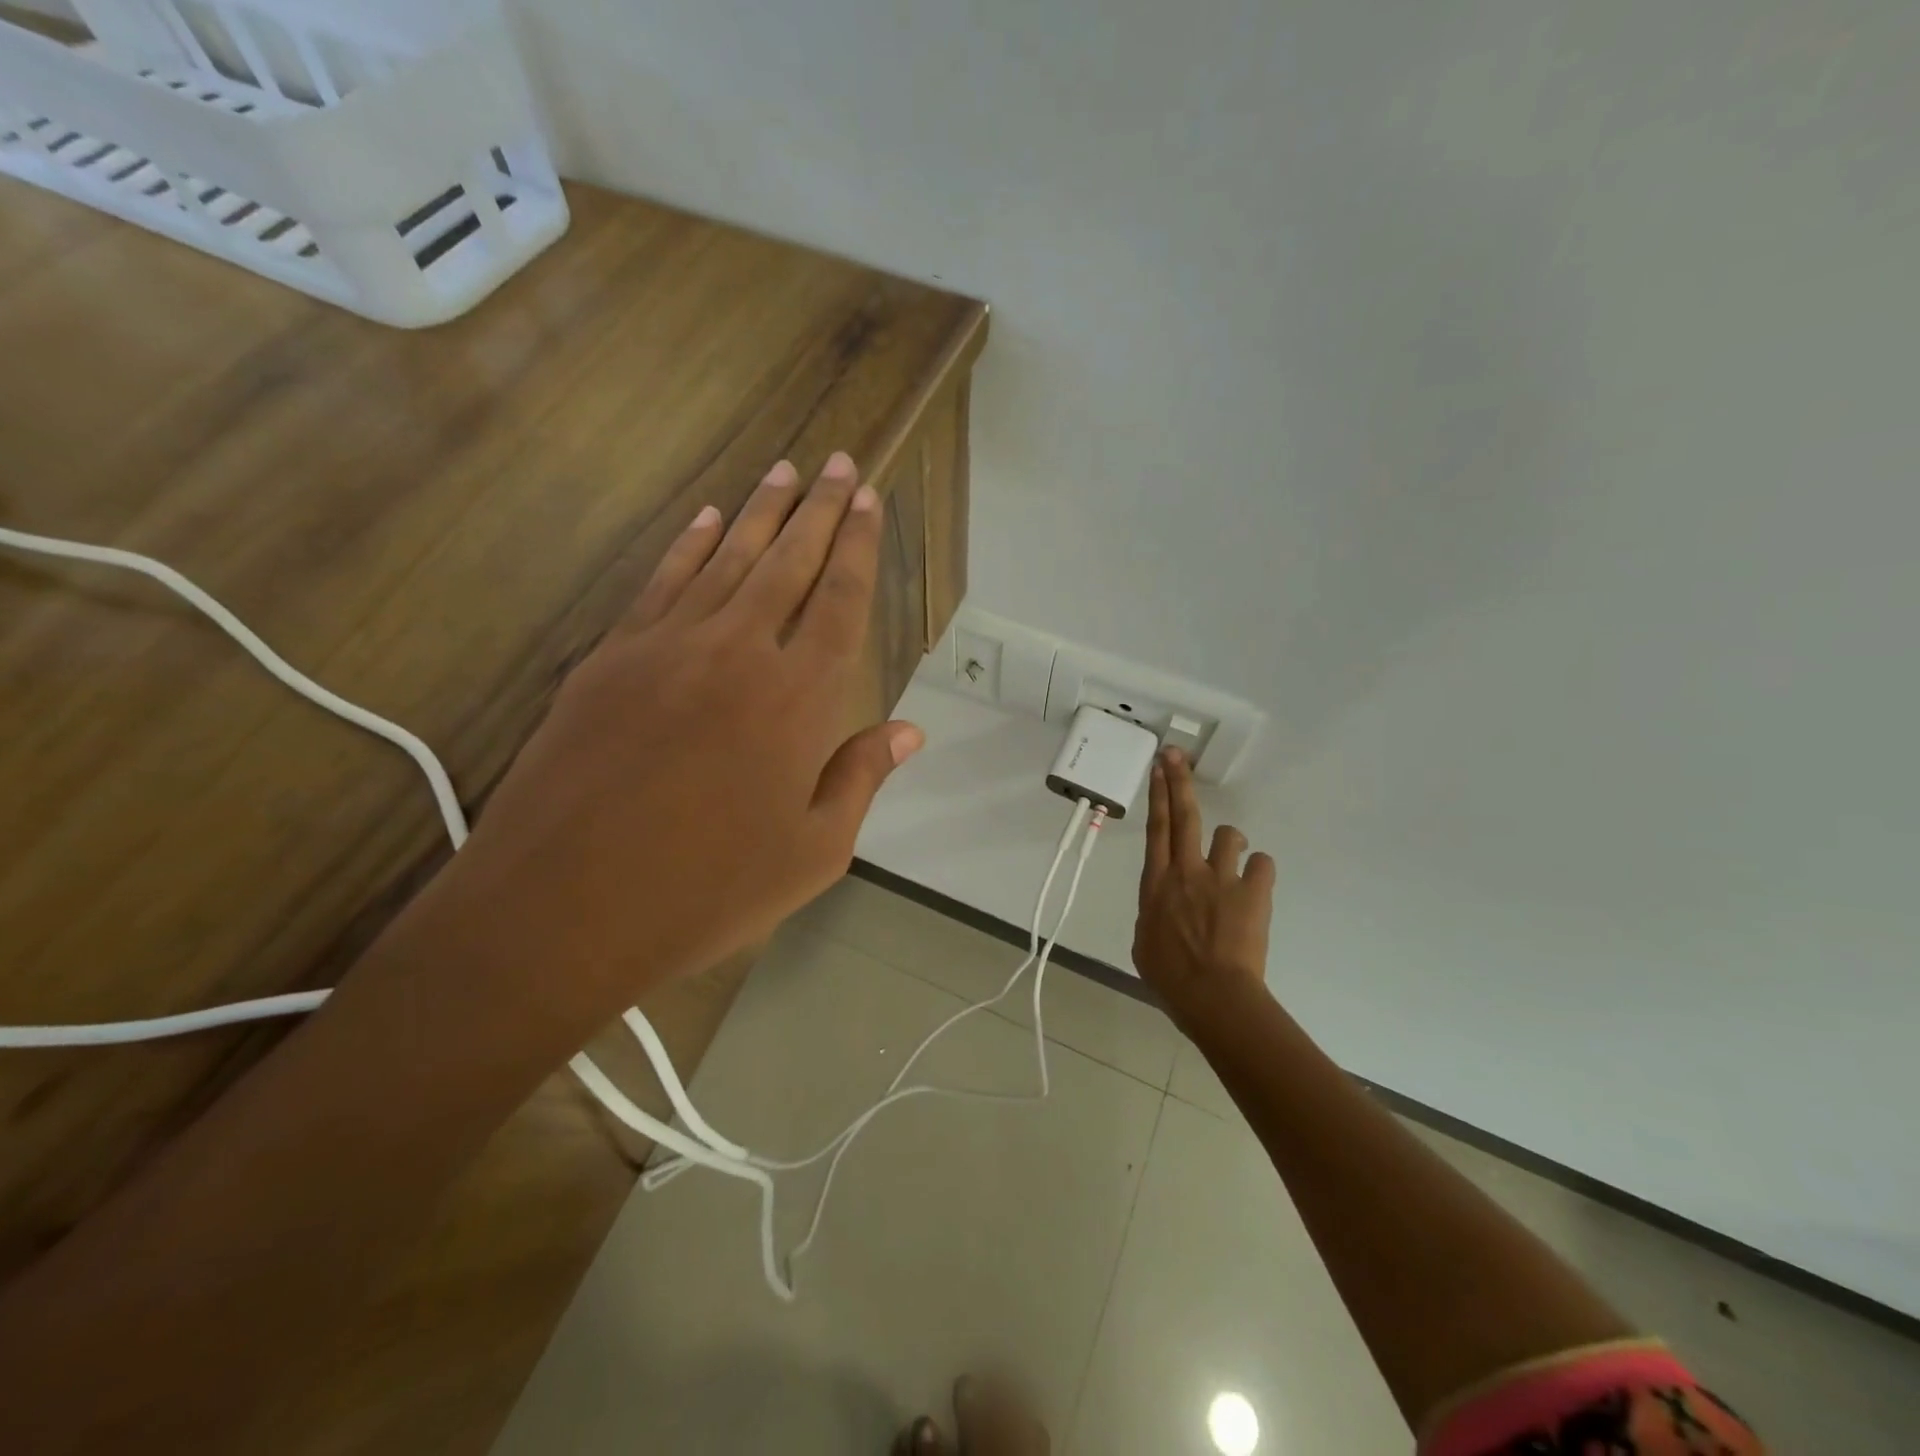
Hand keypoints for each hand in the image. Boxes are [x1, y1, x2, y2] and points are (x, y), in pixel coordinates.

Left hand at [446, 452, 921, 1013]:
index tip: (870, 502)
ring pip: (726, 559)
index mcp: (797, 701)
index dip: (860, 548)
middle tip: (841, 463)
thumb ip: (860, 778)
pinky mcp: (609, 659)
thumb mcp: (812, 853)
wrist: (560, 911)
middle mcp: (737, 654)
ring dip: (761, 513)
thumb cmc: (705, 893)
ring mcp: (665, 648)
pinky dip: (689, 545)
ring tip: (787, 472)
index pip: (841, 602)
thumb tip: (909, 731)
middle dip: (821, 510)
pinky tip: (708, 519)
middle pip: (789, 563)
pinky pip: (660, 584)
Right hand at [1133, 748, 1274, 1022]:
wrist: (1213, 996)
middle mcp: (1186, 871)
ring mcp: (1221, 878)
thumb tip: (1164, 906)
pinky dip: (1258, 871)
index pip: (1156, 828)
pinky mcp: (1253, 891)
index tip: (1158, 766)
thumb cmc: (1170, 976)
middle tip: (1176, 755)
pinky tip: (1255, 886)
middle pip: (1185, 815)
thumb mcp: (1144, 942)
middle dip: (1179, 781)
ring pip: (1228, 835)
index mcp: (1156, 883)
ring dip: (1229, 843)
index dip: (1157, 794)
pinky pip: (1262, 863)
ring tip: (1232, 861)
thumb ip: (1154, 913)